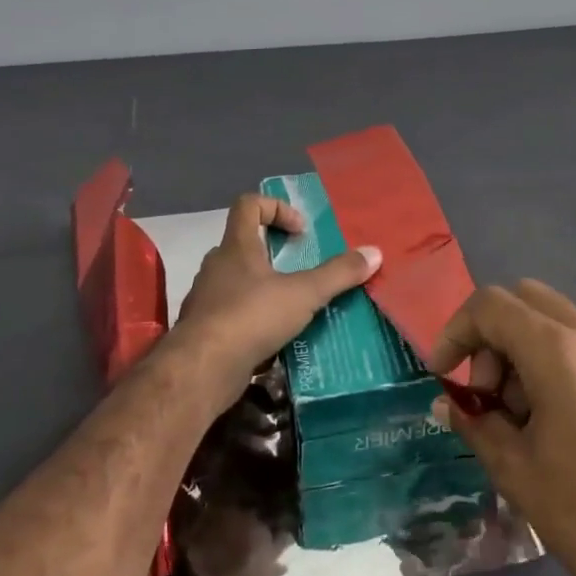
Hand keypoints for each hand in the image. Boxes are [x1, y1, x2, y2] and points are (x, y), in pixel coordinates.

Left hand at [168, 194, 380, 414]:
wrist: (201, 370)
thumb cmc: (251, 317)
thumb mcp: (304, 294)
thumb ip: (338, 273)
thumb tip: (375, 253)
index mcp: (236, 247)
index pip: (248, 204)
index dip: (276, 208)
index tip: (300, 232)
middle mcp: (217, 266)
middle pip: (244, 243)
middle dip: (275, 252)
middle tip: (302, 269)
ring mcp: (207, 298)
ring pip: (237, 280)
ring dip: (264, 286)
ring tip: (293, 305)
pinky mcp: (205, 329)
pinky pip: (232, 312)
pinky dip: (253, 316)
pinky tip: (274, 336)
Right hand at [430, 282, 575, 575]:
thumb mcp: (515, 469)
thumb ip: (475, 421)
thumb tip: (449, 402)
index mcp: (560, 351)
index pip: (491, 305)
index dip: (455, 331)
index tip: (442, 375)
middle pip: (523, 299)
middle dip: (489, 336)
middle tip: (483, 395)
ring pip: (552, 317)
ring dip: (519, 348)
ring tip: (515, 416)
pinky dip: (549, 358)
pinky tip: (548, 417)